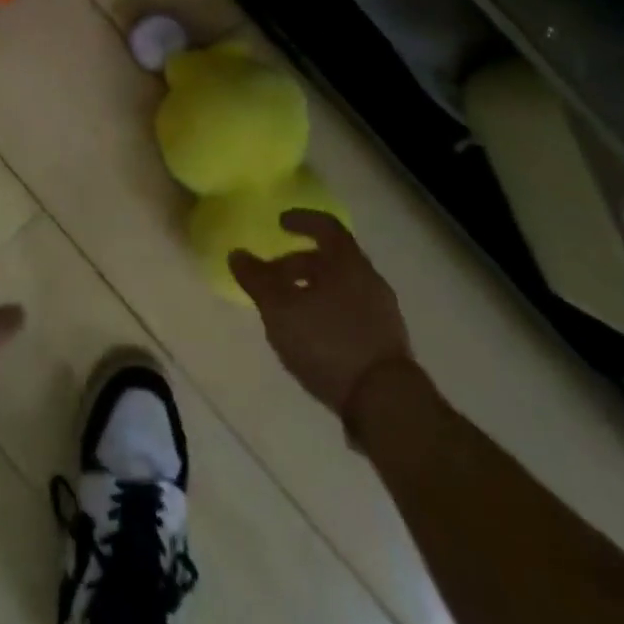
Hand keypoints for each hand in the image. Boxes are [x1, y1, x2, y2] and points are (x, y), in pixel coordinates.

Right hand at [230, 211, 414, 428]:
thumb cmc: (328, 342)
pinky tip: (310, 335)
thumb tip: (237, 254)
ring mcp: (382, 313)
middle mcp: (370, 280)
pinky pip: (351, 313)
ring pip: (341, 288)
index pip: (327, 226)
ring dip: (312, 290)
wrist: (386, 403)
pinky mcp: (386, 343)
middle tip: (271, 277)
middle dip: (298, 264)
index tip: (280, 223)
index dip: (302, 220)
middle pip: (331, 260)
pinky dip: (327, 312)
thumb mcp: (280, 309)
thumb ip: (257, 279)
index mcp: (348, 263)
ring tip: (287, 309)